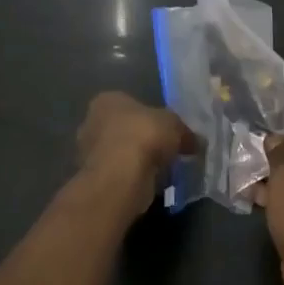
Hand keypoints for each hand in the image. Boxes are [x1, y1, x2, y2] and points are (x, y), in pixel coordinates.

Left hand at [76, 92, 193, 207]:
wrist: (121, 176)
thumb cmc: (144, 136)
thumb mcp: (174, 125)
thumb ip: (184, 131)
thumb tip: (196, 142)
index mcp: (107, 100)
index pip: (130, 103)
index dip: (151, 116)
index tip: (167, 130)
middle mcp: (91, 122)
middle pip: (124, 128)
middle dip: (142, 139)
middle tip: (166, 150)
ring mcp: (88, 152)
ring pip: (121, 153)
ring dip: (138, 160)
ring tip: (162, 170)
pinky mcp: (94, 177)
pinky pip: (119, 173)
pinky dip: (133, 178)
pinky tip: (150, 184)